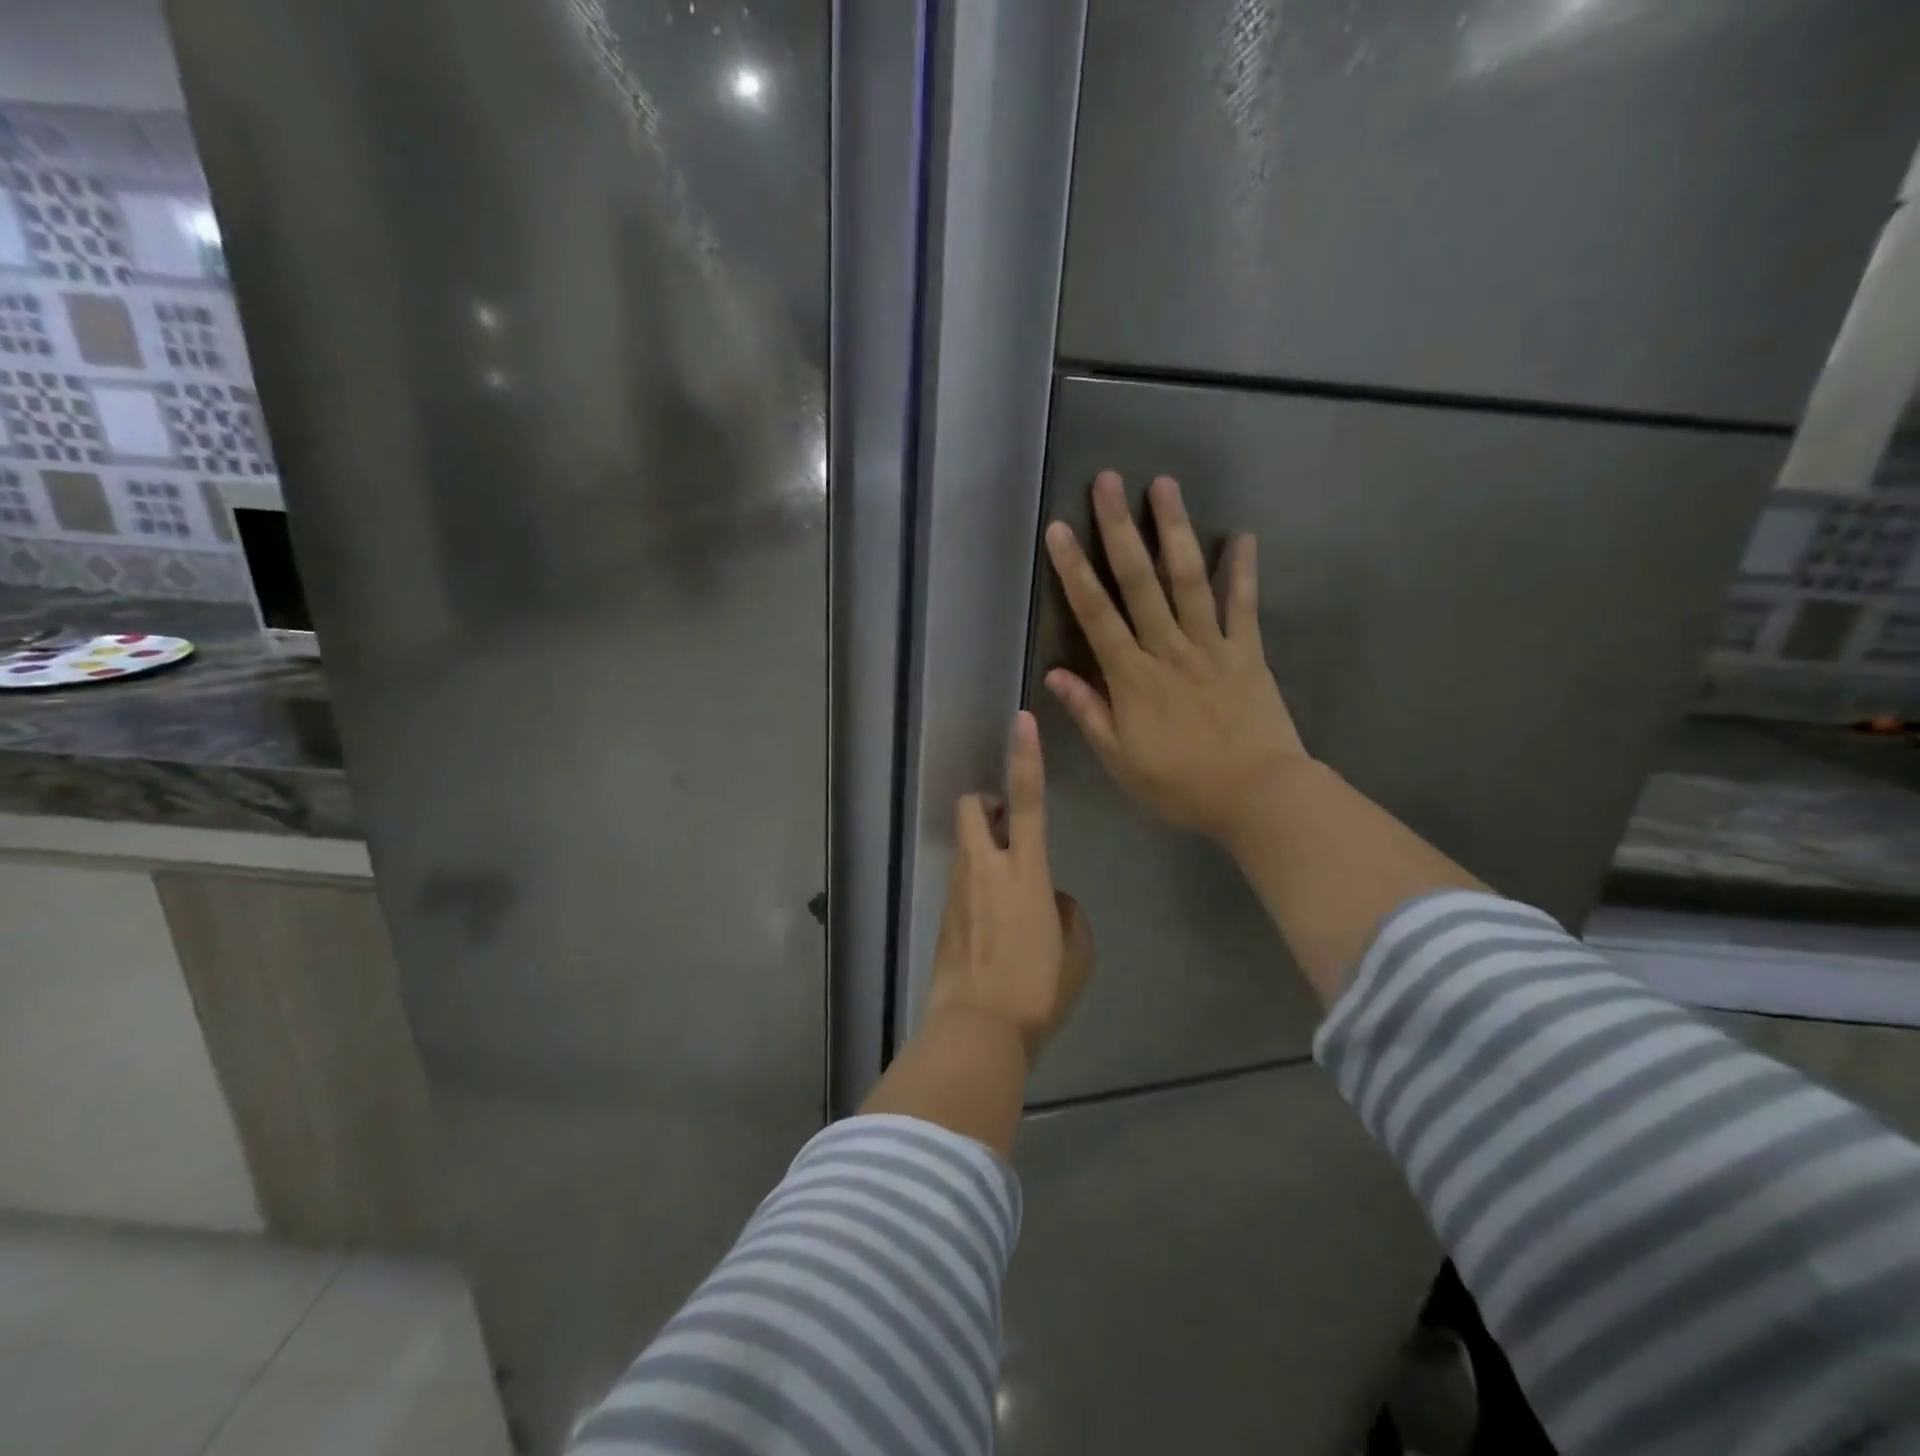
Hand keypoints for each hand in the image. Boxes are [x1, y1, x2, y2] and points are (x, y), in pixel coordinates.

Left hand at [926, 710, 1093, 1063]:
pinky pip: (961, 881)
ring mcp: (958, 890)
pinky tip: (993, 926)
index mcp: (1025, 871)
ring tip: (1007, 892)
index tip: (1020, 722)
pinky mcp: (942, 913)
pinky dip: (977, 884)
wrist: (976, 1030)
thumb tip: (1049, 899)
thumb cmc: (1037, 990)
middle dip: (986, 803)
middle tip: (1006, 827)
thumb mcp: (1077, 951)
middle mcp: (985, 868)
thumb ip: (1066, 912)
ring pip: (965, 845)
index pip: (1025, 800)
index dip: (1024, 757)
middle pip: (972, 808)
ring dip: (983, 847)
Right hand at [1043, 470, 1307, 846]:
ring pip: (1188, 580)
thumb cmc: (1180, 785)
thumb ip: (1089, 713)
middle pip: (1139, 581)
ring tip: (1164, 485)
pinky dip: (1243, 571)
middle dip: (1119, 529)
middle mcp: (1168, 649)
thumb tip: (1055, 674)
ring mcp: (1212, 646)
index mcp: (1132, 677)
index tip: (1058, 529)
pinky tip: (1243, 535)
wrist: (1257, 797)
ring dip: (1175, 530)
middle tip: (1109, 480)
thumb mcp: (1120, 761)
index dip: (1074, 570)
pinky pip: (1244, 606)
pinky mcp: (1248, 653)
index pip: (1095, 614)